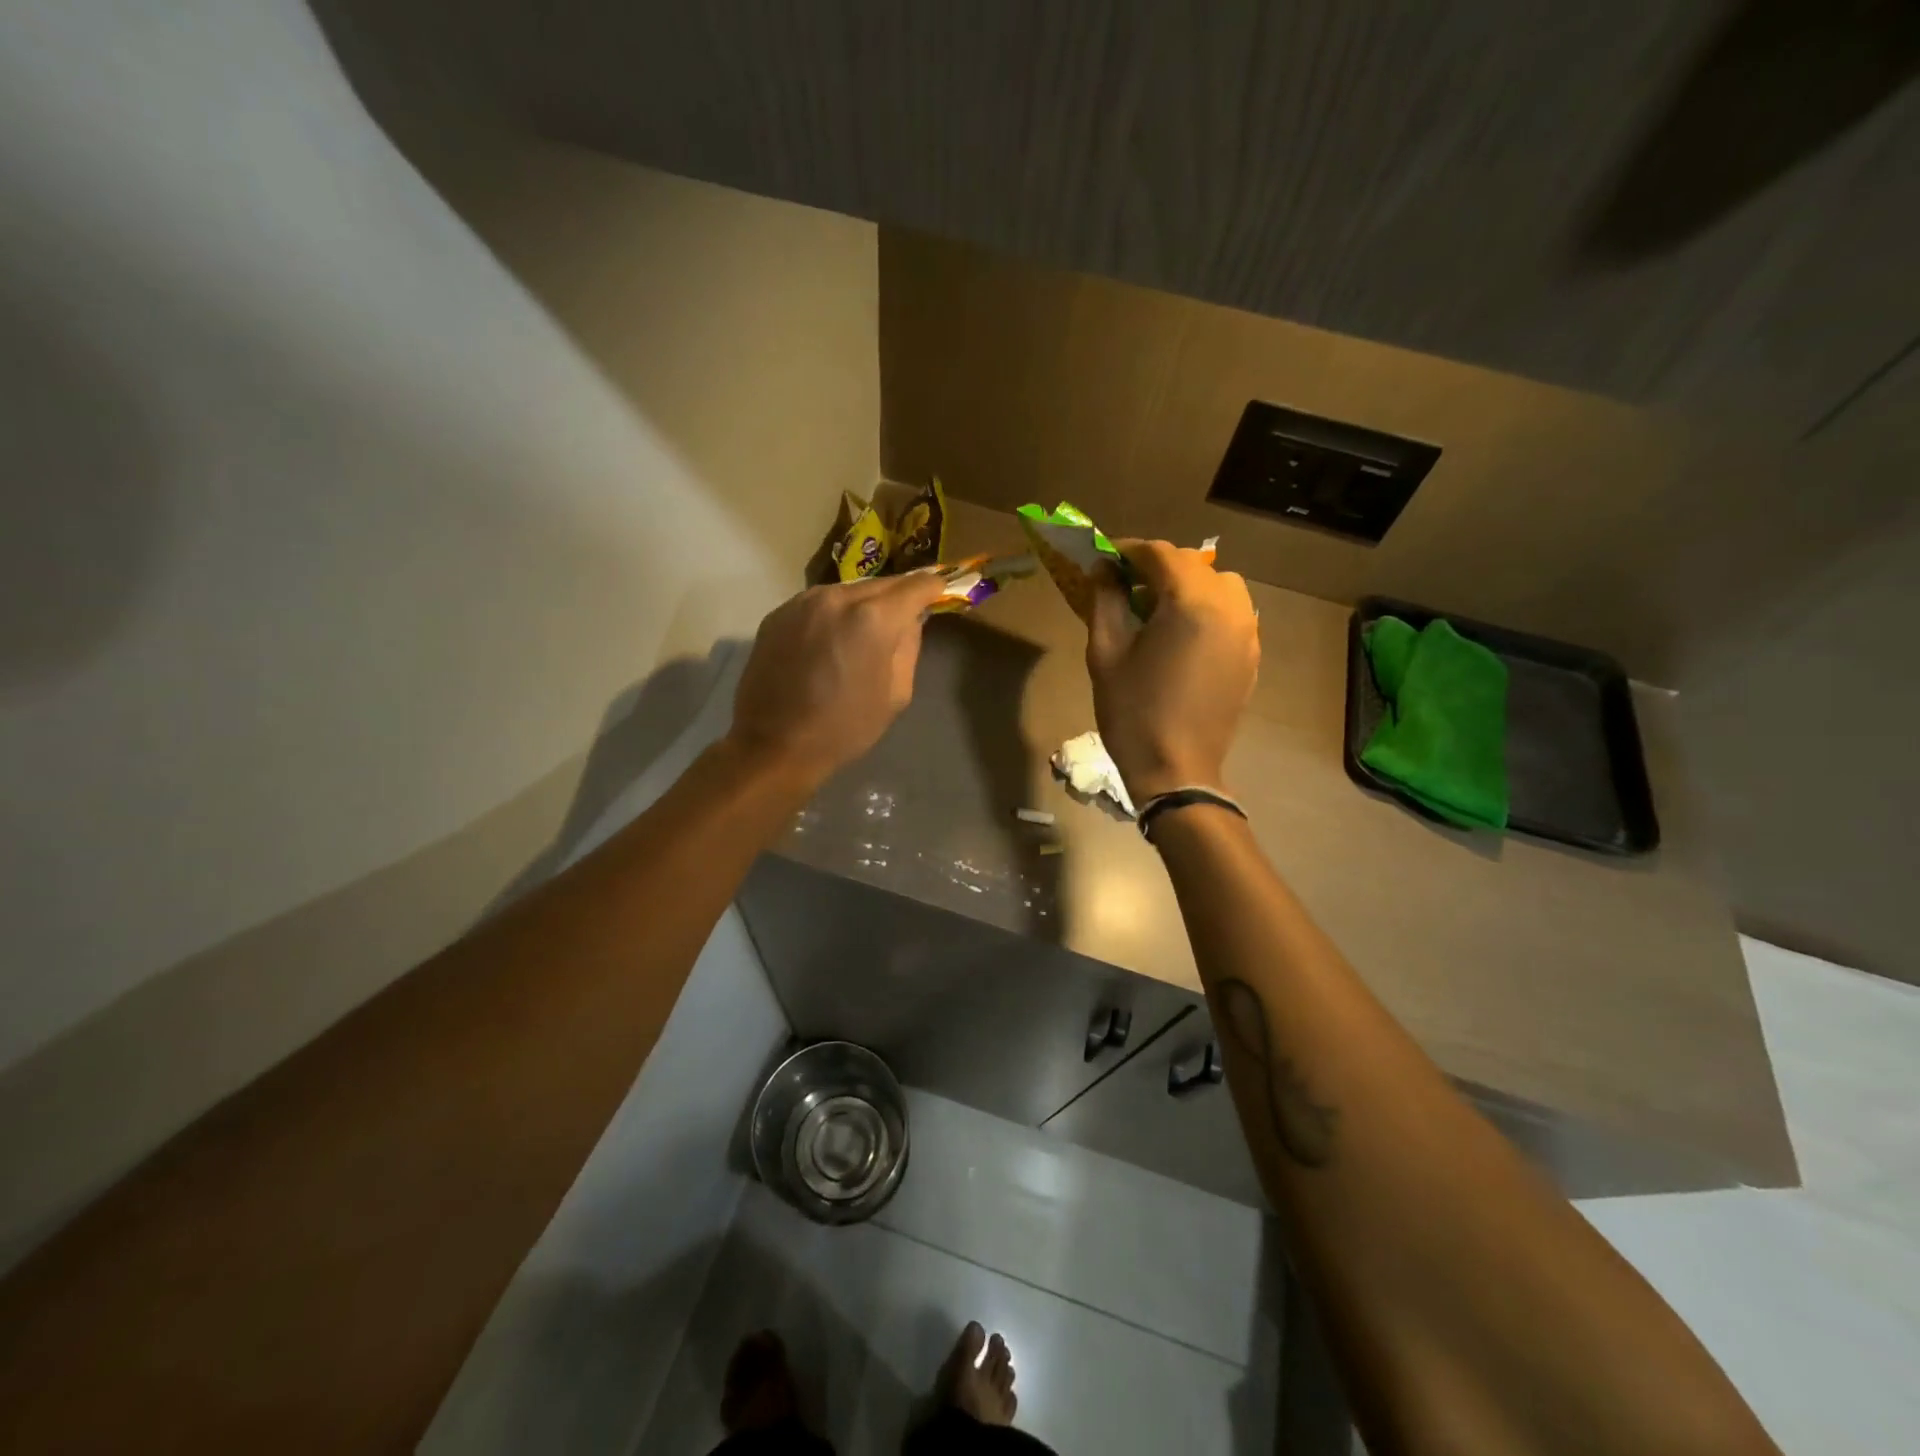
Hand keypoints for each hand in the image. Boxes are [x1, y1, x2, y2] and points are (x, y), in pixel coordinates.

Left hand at [726, 572, 949, 790]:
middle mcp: (838, 597)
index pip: (916, 585)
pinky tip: (831, 639)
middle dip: (898, 596)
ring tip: (866, 630)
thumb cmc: (845, 728)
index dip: (933, 588)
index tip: (939, 593)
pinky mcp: (779, 613)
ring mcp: (803, 601)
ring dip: (864, 604)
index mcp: (873, 618)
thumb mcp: (896, 694)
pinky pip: (819, 602)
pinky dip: (834, 613)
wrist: (774, 744)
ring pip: (848, 590)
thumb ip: (909, 647)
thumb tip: (910, 621)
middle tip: (906, 615)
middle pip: (881, 583)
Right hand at [1085, 540, 1259, 802]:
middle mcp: (1229, 607)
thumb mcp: (1106, 653)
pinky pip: (1232, 613)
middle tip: (1125, 585)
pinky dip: (1206, 609)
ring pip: (1219, 585)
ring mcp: (1247, 631)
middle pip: (1192, 565)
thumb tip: (1104, 570)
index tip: (1104, 558)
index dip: (1128, 550)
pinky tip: (1181, 634)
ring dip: (1187, 586)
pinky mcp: (1251, 655)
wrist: (1176, 769)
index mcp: (1191, 602)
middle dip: (1157, 567)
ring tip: (1157, 609)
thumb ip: (1105, 600)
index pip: (1160, 554)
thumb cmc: (1133, 711)